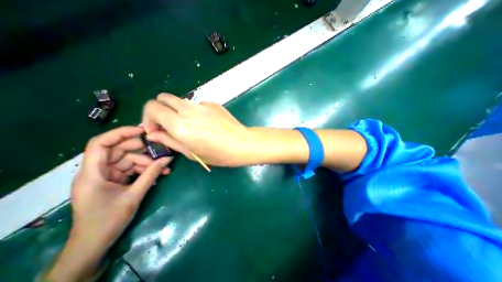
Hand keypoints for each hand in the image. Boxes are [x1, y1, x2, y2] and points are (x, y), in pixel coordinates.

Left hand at [45, 126, 174, 281]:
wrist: (94, 245)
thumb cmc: (108, 221)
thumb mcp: (134, 195)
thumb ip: (151, 174)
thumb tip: (168, 158)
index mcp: (92, 173)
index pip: (101, 143)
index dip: (121, 133)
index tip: (143, 131)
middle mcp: (96, 171)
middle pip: (118, 150)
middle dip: (141, 150)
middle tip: (160, 150)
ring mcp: (106, 176)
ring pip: (128, 160)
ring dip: (147, 163)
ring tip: (164, 168)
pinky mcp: (114, 181)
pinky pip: (131, 170)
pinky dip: (144, 170)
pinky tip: (158, 174)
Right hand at [143, 93, 256, 165]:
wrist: (242, 143)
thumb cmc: (218, 154)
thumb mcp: (191, 152)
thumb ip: (169, 140)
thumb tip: (153, 134)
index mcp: (180, 124)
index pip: (152, 107)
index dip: (148, 118)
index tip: (156, 130)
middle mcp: (188, 109)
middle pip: (163, 98)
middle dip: (160, 110)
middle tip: (168, 125)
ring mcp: (202, 104)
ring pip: (180, 100)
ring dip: (177, 110)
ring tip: (189, 126)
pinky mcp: (213, 103)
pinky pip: (197, 104)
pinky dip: (194, 111)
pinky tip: (206, 123)